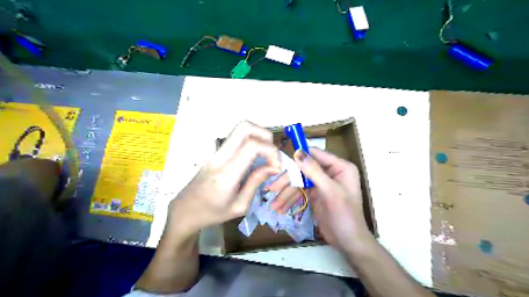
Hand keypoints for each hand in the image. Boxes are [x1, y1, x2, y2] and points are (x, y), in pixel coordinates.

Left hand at [166, 122, 279, 237]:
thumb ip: (256, 183)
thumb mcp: (239, 206)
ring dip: (259, 136)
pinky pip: (237, 138)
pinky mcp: (217, 152)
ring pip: (240, 128)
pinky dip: (252, 141)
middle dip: (265, 135)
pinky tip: (254, 159)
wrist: (184, 210)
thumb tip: (273, 167)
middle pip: (244, 127)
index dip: (270, 151)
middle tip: (271, 154)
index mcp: (226, 174)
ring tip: (265, 156)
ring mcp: (216, 152)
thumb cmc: (212, 213)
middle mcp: (220, 157)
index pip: (251, 146)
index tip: (276, 167)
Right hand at [270, 149, 370, 252]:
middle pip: (304, 170)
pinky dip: (290, 200)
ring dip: (286, 194)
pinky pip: (299, 192)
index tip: (280, 160)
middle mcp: (330, 172)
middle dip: (288, 181)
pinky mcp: (315, 194)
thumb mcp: (330, 192)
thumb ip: (314, 171)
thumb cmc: (345, 215)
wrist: (348, 242)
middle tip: (272, 188)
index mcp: (340, 167)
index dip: (298, 156)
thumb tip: (297, 152)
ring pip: (299, 182)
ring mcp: (321, 183)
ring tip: (274, 205)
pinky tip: (281, 208)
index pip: (315, 154)